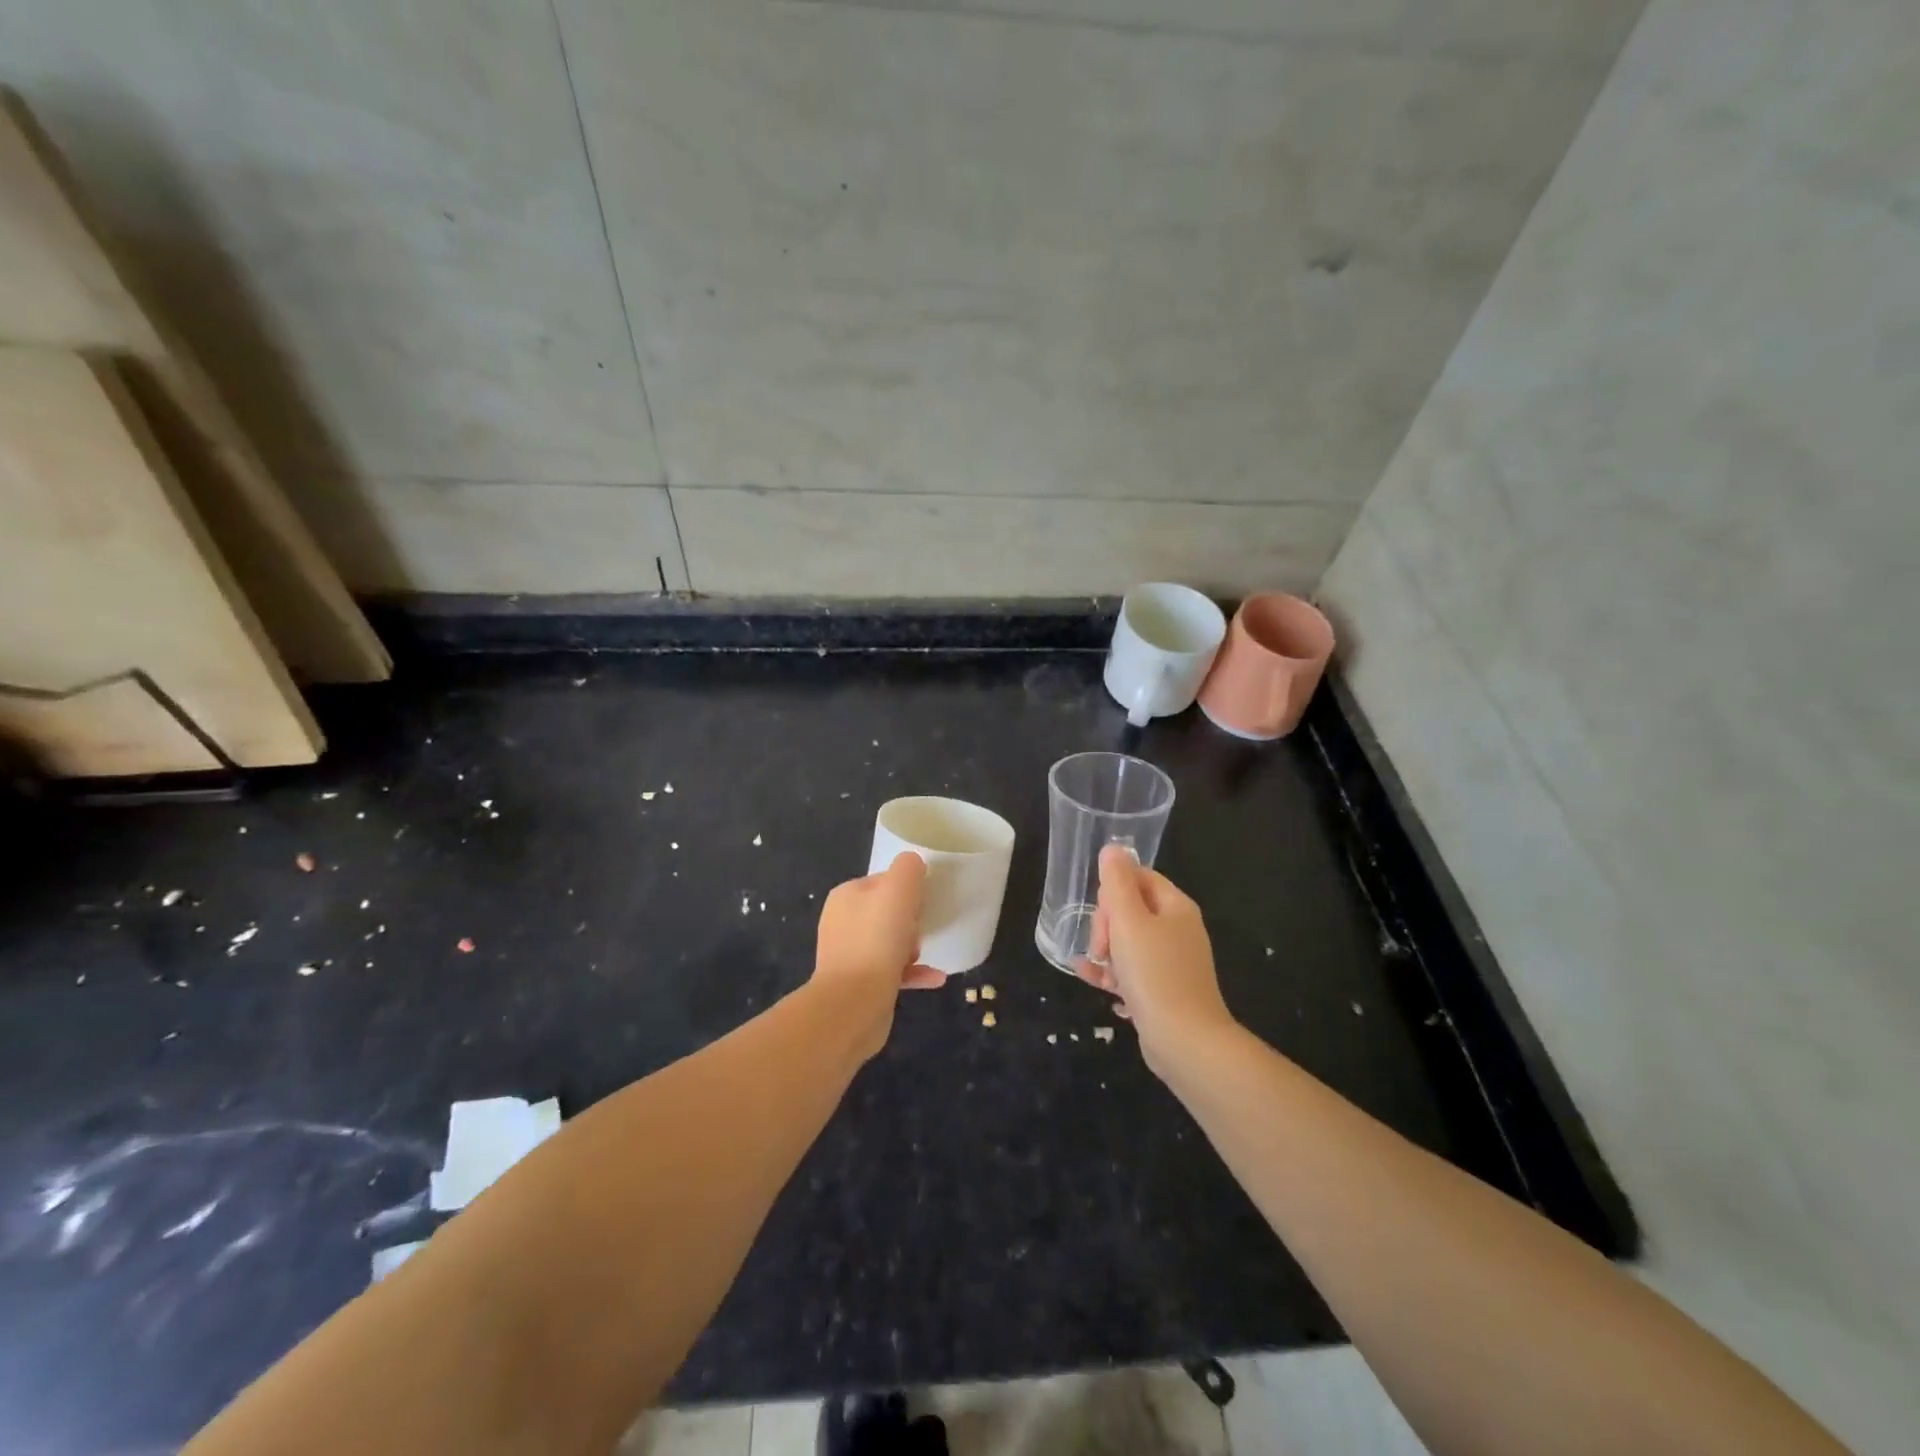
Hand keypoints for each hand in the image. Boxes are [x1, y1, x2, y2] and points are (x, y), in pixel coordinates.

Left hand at [810, 852, 943, 1058]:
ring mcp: (849, 955)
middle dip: (910, 920)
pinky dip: (914, 972)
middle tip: (921, 929)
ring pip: (889, 942)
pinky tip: (936, 977)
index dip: (908, 889)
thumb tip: (914, 865)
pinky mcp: (860, 985)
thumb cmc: (877, 940)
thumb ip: (909, 868)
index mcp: (846, 896)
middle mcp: (842, 922)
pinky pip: (893, 971)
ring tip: (923, 953)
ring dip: (912, 946)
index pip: (884, 881)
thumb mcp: (899, 889)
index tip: (922, 902)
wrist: (853, 1004)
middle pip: (887, 911)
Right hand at [1077, 845, 1235, 1076]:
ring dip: (1106, 952)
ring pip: (1129, 943)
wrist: (1186, 1042)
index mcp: (1175, 907)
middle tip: (1101, 949)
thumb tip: (1112, 848)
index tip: (1102, 915)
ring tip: (1094, 969)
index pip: (1138, 877)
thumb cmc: (1155, 974)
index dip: (1112, 891)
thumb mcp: (1129, 921)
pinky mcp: (1165, 991)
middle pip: (1132, 910)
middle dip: (1107, 925)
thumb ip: (1117, 883)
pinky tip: (1094, 983)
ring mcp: (1173, 962)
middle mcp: (1178, 930)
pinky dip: (1114, 975)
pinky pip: (1133, 972)